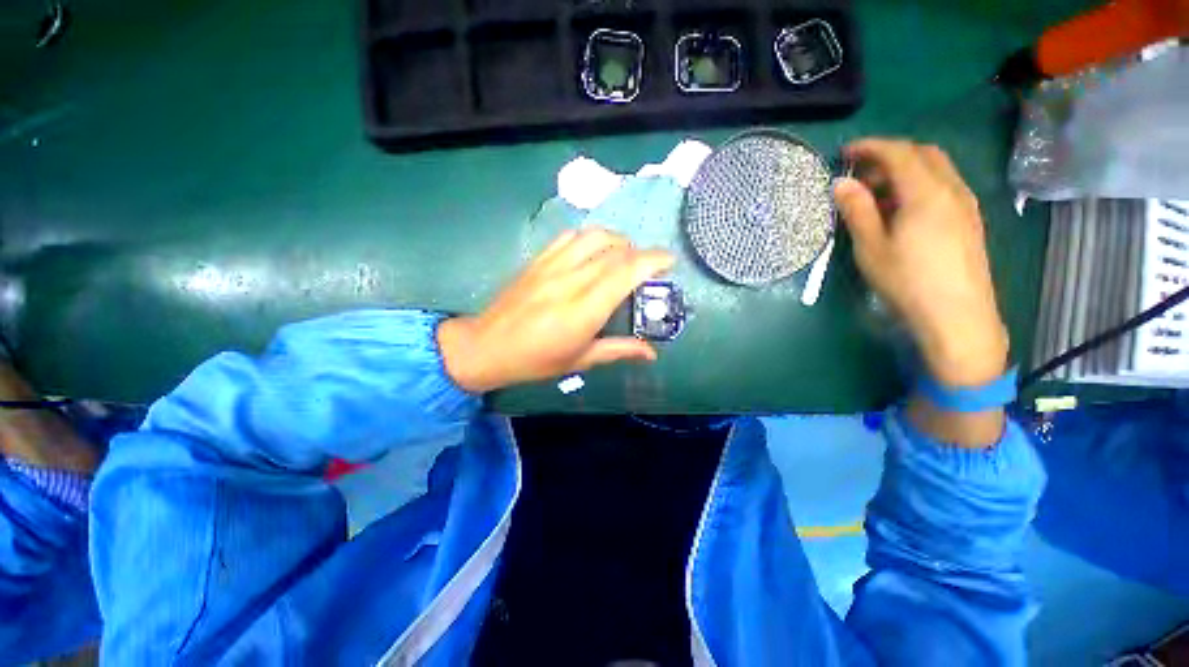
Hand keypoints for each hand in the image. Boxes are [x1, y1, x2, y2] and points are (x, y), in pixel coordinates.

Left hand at [436, 228, 673, 392]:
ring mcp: (552, 266)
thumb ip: (618, 350)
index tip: (669, 261)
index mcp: (585, 309)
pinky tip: (593, 251)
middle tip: (648, 268)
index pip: (626, 272)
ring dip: (617, 241)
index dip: (652, 261)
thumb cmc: (536, 360)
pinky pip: (569, 237)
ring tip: (623, 256)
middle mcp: (571, 280)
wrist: (487, 346)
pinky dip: (590, 238)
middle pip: (615, 252)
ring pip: (594, 236)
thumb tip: (651, 353)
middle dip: (640, 253)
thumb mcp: (580, 360)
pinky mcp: (538, 260)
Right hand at [834, 139, 1007, 387]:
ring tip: (876, 195)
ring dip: (904, 171)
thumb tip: (841, 184)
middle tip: (859, 175)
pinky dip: (919, 185)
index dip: (870, 147)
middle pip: (922, 154)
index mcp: (926, 193)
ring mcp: (965, 204)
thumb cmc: (907, 281)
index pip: (898, 153)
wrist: (957, 316)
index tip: (844, 153)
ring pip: (936, 169)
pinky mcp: (969, 220)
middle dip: (889, 155)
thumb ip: (858, 211)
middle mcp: (952, 189)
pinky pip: (943, 186)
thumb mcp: (871, 247)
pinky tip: (901, 210)